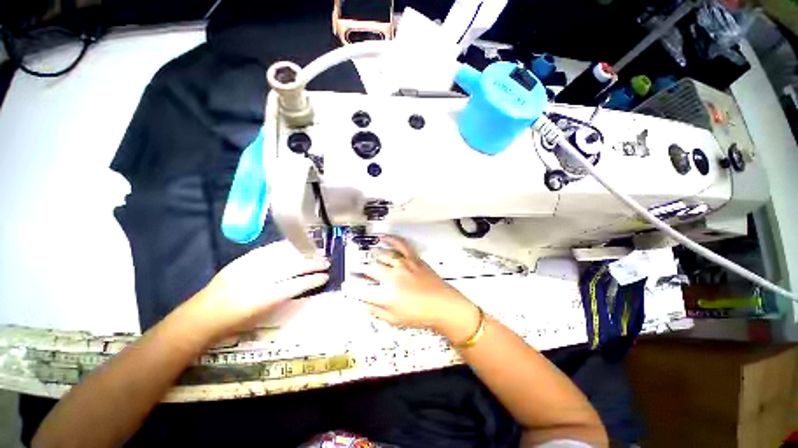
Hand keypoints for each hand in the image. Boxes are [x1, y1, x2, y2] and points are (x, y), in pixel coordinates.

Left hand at [188, 240, 328, 340]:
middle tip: (326, 262)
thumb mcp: (263, 315)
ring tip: (315, 252)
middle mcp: (258, 279)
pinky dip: (284, 247)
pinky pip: (268, 249)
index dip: (313, 280)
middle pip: (292, 266)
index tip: (326, 277)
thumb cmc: (235, 323)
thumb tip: (302, 284)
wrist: (201, 316)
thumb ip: (283, 298)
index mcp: (264, 298)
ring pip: (282, 255)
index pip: (296, 285)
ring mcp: (249, 267)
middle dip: (312, 263)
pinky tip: (295, 246)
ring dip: (302, 253)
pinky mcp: (242, 260)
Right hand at [352, 236, 479, 342]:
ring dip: (373, 256)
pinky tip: (383, 237)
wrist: (442, 305)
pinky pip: (400, 244)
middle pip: (371, 269)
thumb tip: (363, 303)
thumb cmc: (419, 315)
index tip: (346, 285)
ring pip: (383, 256)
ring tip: (369, 257)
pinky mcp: (413, 258)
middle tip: (358, 271)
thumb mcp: (395, 320)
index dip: (352, 287)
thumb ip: (377, 311)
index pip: (363, 288)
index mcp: (386, 294)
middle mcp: (392, 276)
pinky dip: (390, 239)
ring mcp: (403, 264)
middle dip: (362, 270)